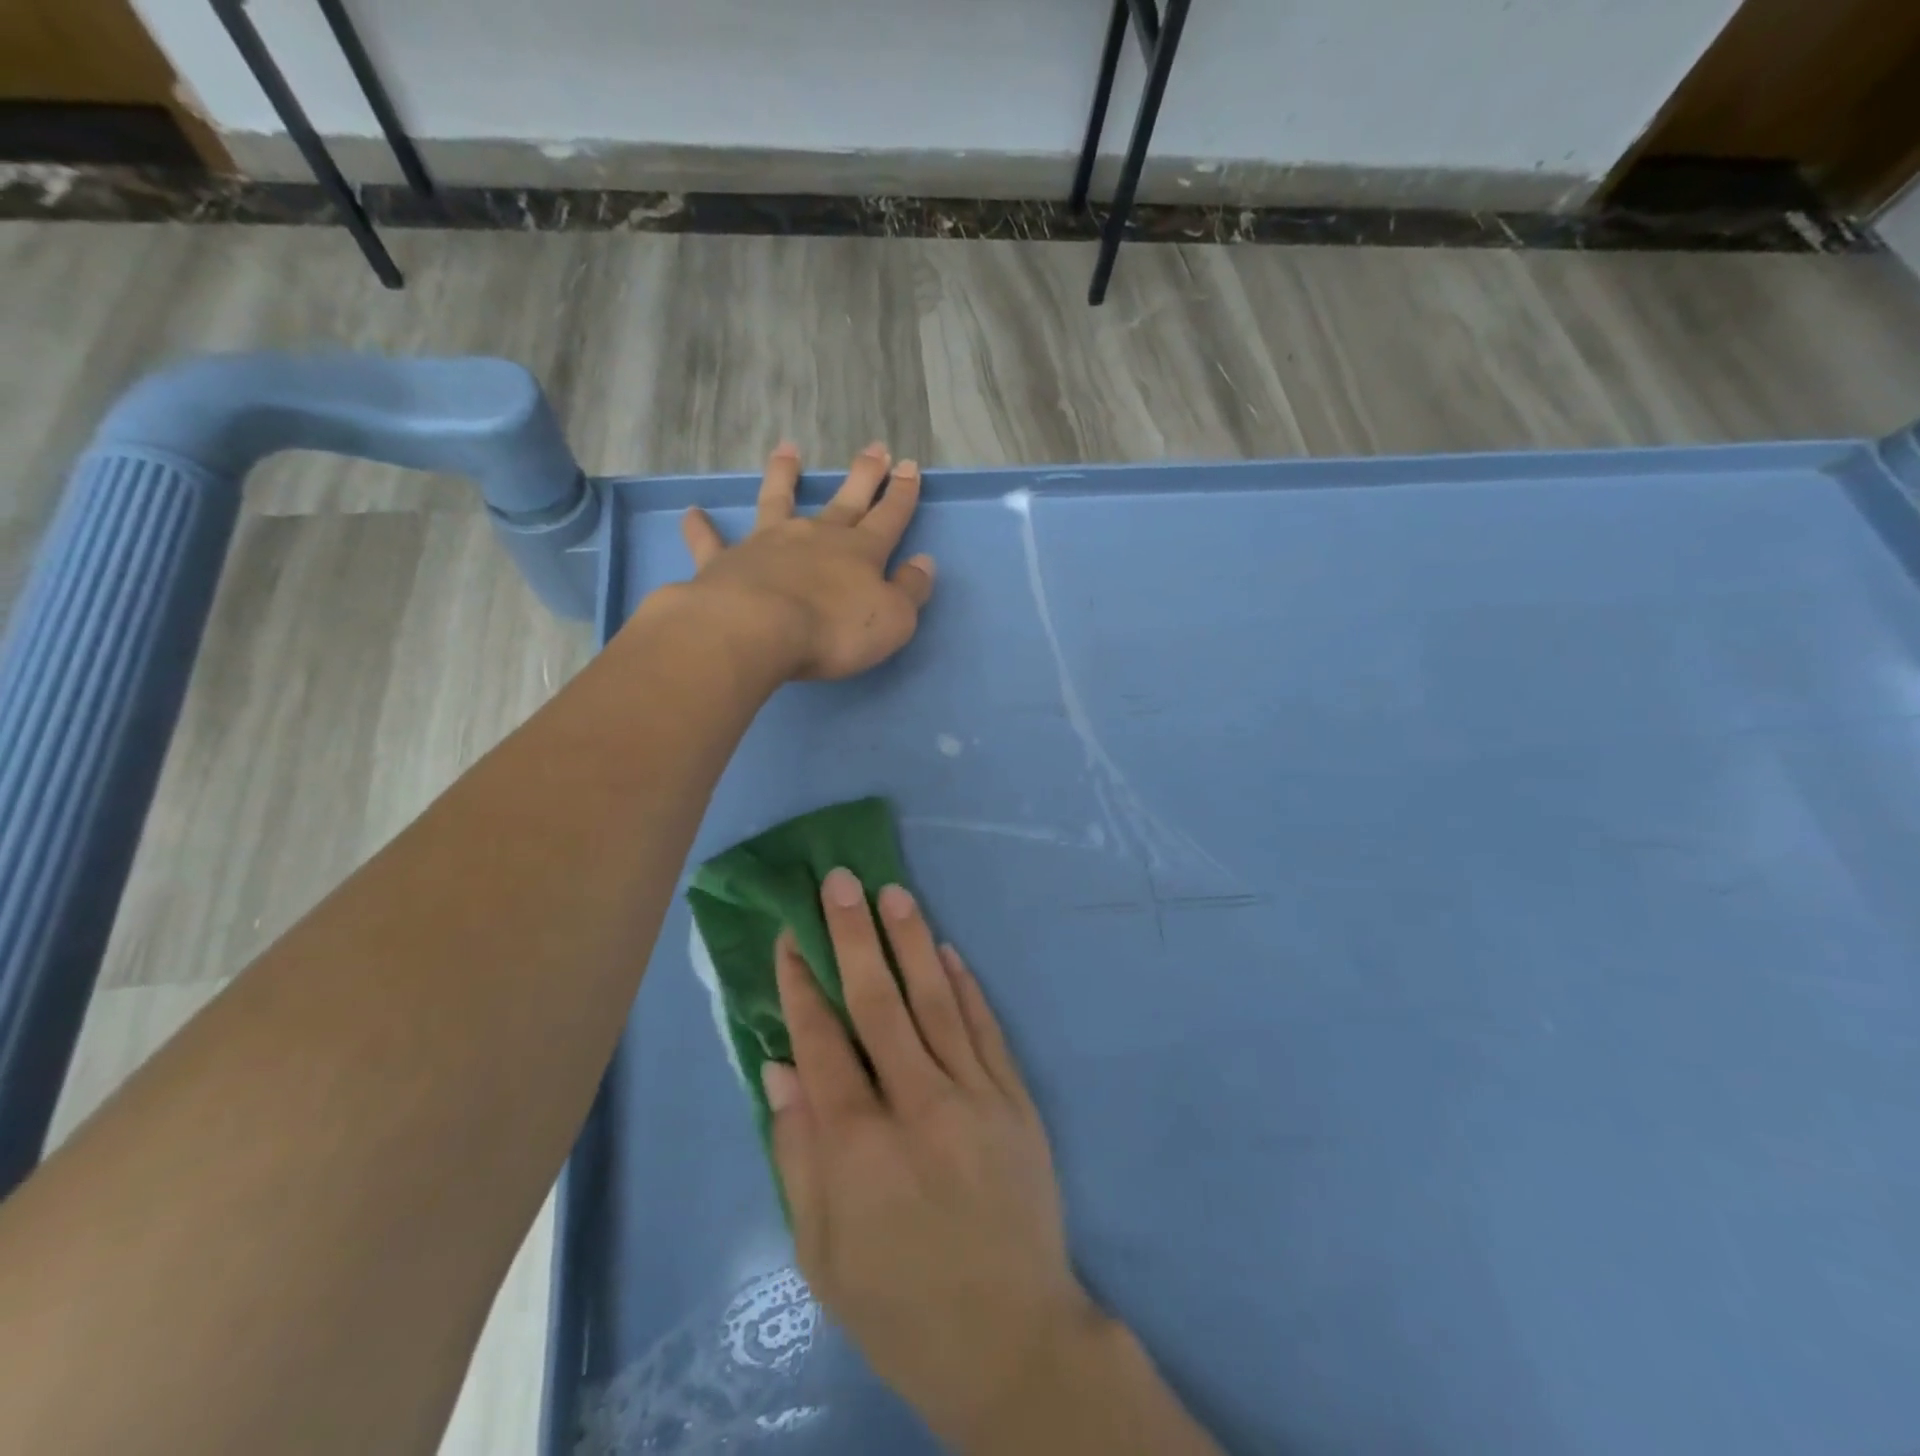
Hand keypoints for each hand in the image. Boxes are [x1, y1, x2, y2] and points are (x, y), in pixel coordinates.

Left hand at [678, 442, 935, 680]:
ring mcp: (768, 544)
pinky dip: (702, 528)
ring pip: (778, 501)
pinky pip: (711, 541)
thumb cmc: (834, 630)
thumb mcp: (893, 620)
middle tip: (875, 447)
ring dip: (783, 475)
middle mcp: (815, 537)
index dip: (902, 494)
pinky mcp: (725, 562)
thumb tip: (923, 563)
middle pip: (844, 500)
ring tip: (787, 450)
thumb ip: (910, 590)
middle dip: (863, 474)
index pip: (889, 517)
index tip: (909, 466)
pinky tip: (692, 512)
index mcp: (860, 553)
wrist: (757, 630)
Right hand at [762, 870, 1099, 1448]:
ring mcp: (976, 1095)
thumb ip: (797, 1154)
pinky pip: (985, 1027)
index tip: (789, 937)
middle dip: (853, 935)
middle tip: (841, 880)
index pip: (822, 1041)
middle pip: (879, 1001)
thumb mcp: (821, 1255)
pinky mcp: (1015, 1099)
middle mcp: (918, 1104)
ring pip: (936, 1000)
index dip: (802, 984)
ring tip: (893, 892)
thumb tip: (778, 1065)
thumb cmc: (900, 1306)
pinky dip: (965, 985)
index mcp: (859, 1146)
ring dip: (911, 941)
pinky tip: (946, 951)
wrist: (1012, 1340)